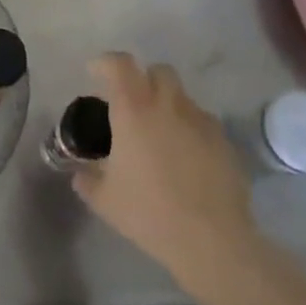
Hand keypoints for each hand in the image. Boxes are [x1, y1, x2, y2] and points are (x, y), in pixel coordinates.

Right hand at [72, 52, 267, 303]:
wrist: (212, 241)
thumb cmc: (150, 213)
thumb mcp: (105, 200)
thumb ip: (87, 179)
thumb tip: (80, 173)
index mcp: (134, 110)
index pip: (119, 64)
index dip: (105, 63)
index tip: (95, 74)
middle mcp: (168, 105)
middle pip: (158, 71)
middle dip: (143, 79)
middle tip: (132, 104)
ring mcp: (201, 121)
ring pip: (182, 97)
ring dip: (168, 105)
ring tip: (161, 135)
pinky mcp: (224, 142)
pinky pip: (202, 123)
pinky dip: (190, 130)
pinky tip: (186, 159)